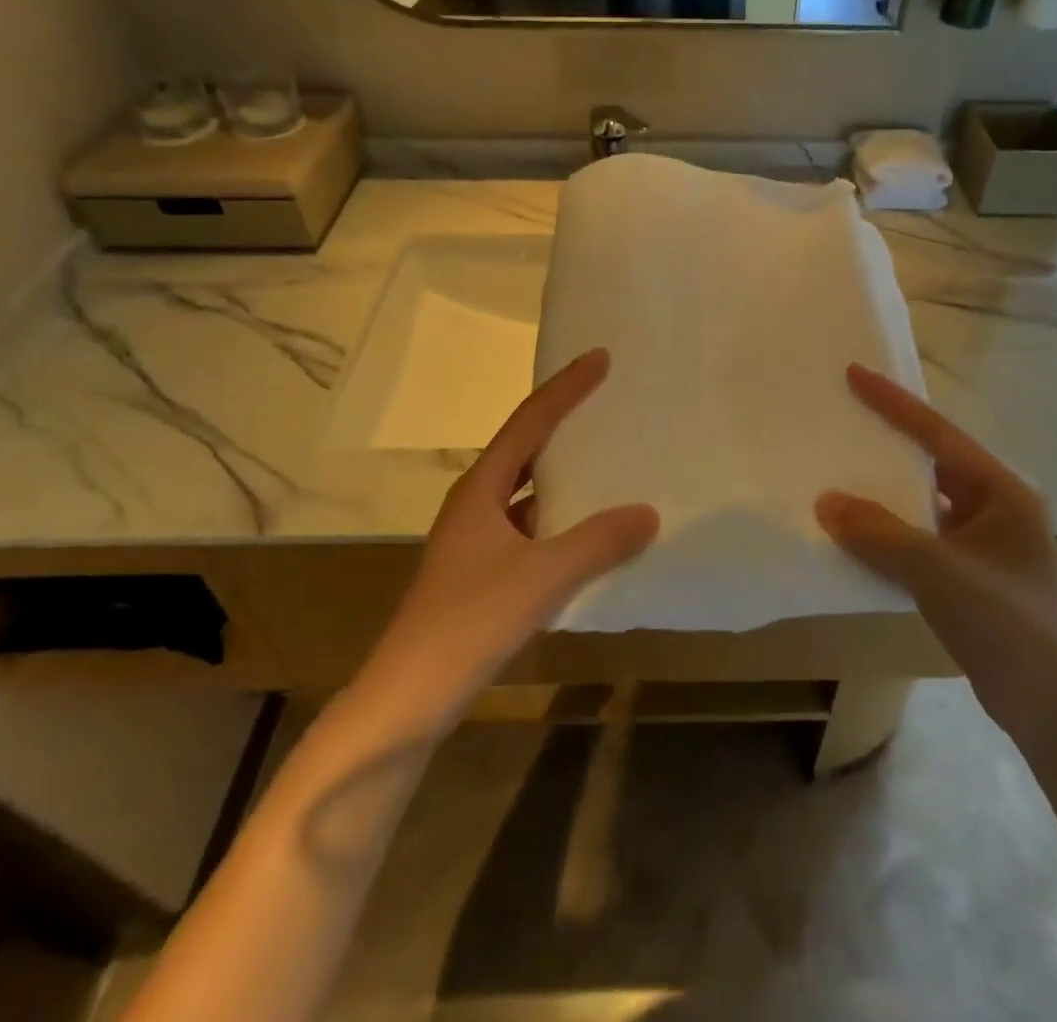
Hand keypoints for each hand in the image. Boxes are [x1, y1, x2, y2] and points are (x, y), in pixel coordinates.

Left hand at [352, 349, 657, 733]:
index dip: (566, 388)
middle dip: (563, 420)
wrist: (407, 699)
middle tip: (605, 400)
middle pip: (525, 447)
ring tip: (604, 456)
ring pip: (526, 490)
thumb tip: (649, 512)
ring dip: (562, 472)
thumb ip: (598, 543)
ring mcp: (475, 540)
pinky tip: (587, 531)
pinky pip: (529, 526)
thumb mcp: (541, 577)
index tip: (601, 358)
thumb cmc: (468, 622)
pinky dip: (559, 518)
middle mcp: (475, 504)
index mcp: (481, 489)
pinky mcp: (481, 572)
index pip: (529, 422)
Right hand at [816, 365, 1056, 749]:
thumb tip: (827, 502)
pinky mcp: (971, 569)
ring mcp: (985, 539)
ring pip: (926, 497)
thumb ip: (880, 533)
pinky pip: (922, 531)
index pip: (939, 434)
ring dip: (888, 486)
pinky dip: (891, 524)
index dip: (895, 403)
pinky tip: (859, 526)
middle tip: (845, 414)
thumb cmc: (1005, 625)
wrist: (1049, 707)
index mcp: (1003, 490)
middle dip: (889, 439)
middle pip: (933, 459)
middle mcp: (997, 504)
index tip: (856, 373)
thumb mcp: (938, 572)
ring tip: (843, 464)